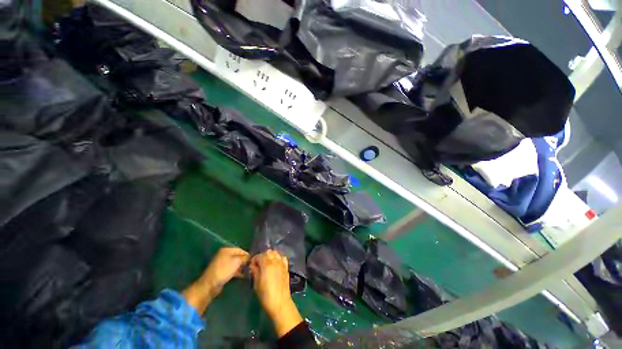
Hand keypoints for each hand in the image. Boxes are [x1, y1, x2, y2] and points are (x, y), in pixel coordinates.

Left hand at [183, 247, 249, 314]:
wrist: (210, 285)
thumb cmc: (224, 270)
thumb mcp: (237, 262)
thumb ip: (245, 258)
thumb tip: (251, 257)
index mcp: (227, 249)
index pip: (241, 250)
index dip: (248, 255)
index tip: (254, 261)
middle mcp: (225, 255)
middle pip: (239, 256)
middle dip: (245, 261)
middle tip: (252, 267)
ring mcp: (223, 263)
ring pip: (236, 264)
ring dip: (242, 267)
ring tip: (249, 271)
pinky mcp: (222, 272)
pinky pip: (233, 269)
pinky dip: (238, 272)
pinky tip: (244, 275)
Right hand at [250, 250, 302, 336]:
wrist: (280, 303)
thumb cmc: (266, 295)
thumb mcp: (256, 284)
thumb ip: (255, 271)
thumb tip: (253, 265)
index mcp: (267, 264)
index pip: (260, 255)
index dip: (254, 259)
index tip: (252, 266)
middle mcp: (275, 261)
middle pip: (268, 252)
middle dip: (262, 256)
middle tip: (258, 264)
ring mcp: (282, 263)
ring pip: (276, 253)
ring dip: (270, 256)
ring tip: (266, 264)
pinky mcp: (286, 267)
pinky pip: (282, 257)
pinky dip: (278, 258)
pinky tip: (275, 265)